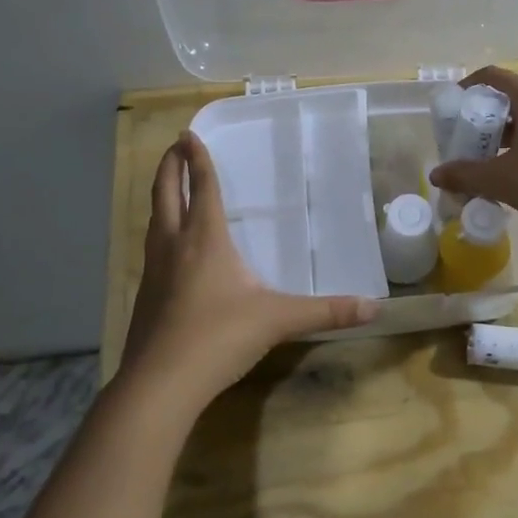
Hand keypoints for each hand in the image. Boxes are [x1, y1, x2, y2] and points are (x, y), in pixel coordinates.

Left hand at [120, 132, 378, 413]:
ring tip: (170, 189)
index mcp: (205, 239)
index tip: (189, 134)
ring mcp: (153, 270)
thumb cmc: (219, 337)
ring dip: (161, 197)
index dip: (197, 159)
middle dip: (169, 167)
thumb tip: (373, 306)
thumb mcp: (278, 320)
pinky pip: (151, 248)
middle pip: (165, 193)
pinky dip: (159, 231)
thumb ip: (326, 311)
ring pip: (154, 220)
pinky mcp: (144, 294)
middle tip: (175, 147)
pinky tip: (169, 248)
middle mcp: (174, 245)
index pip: (202, 187)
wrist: (160, 384)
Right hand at [429, 66, 517, 235]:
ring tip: (493, 160)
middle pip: (514, 98)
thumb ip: (465, 175)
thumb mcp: (502, 181)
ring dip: (510, 134)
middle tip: (470, 141)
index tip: (454, 104)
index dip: (470, 85)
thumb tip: (436, 175)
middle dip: (488, 118)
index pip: (495, 76)